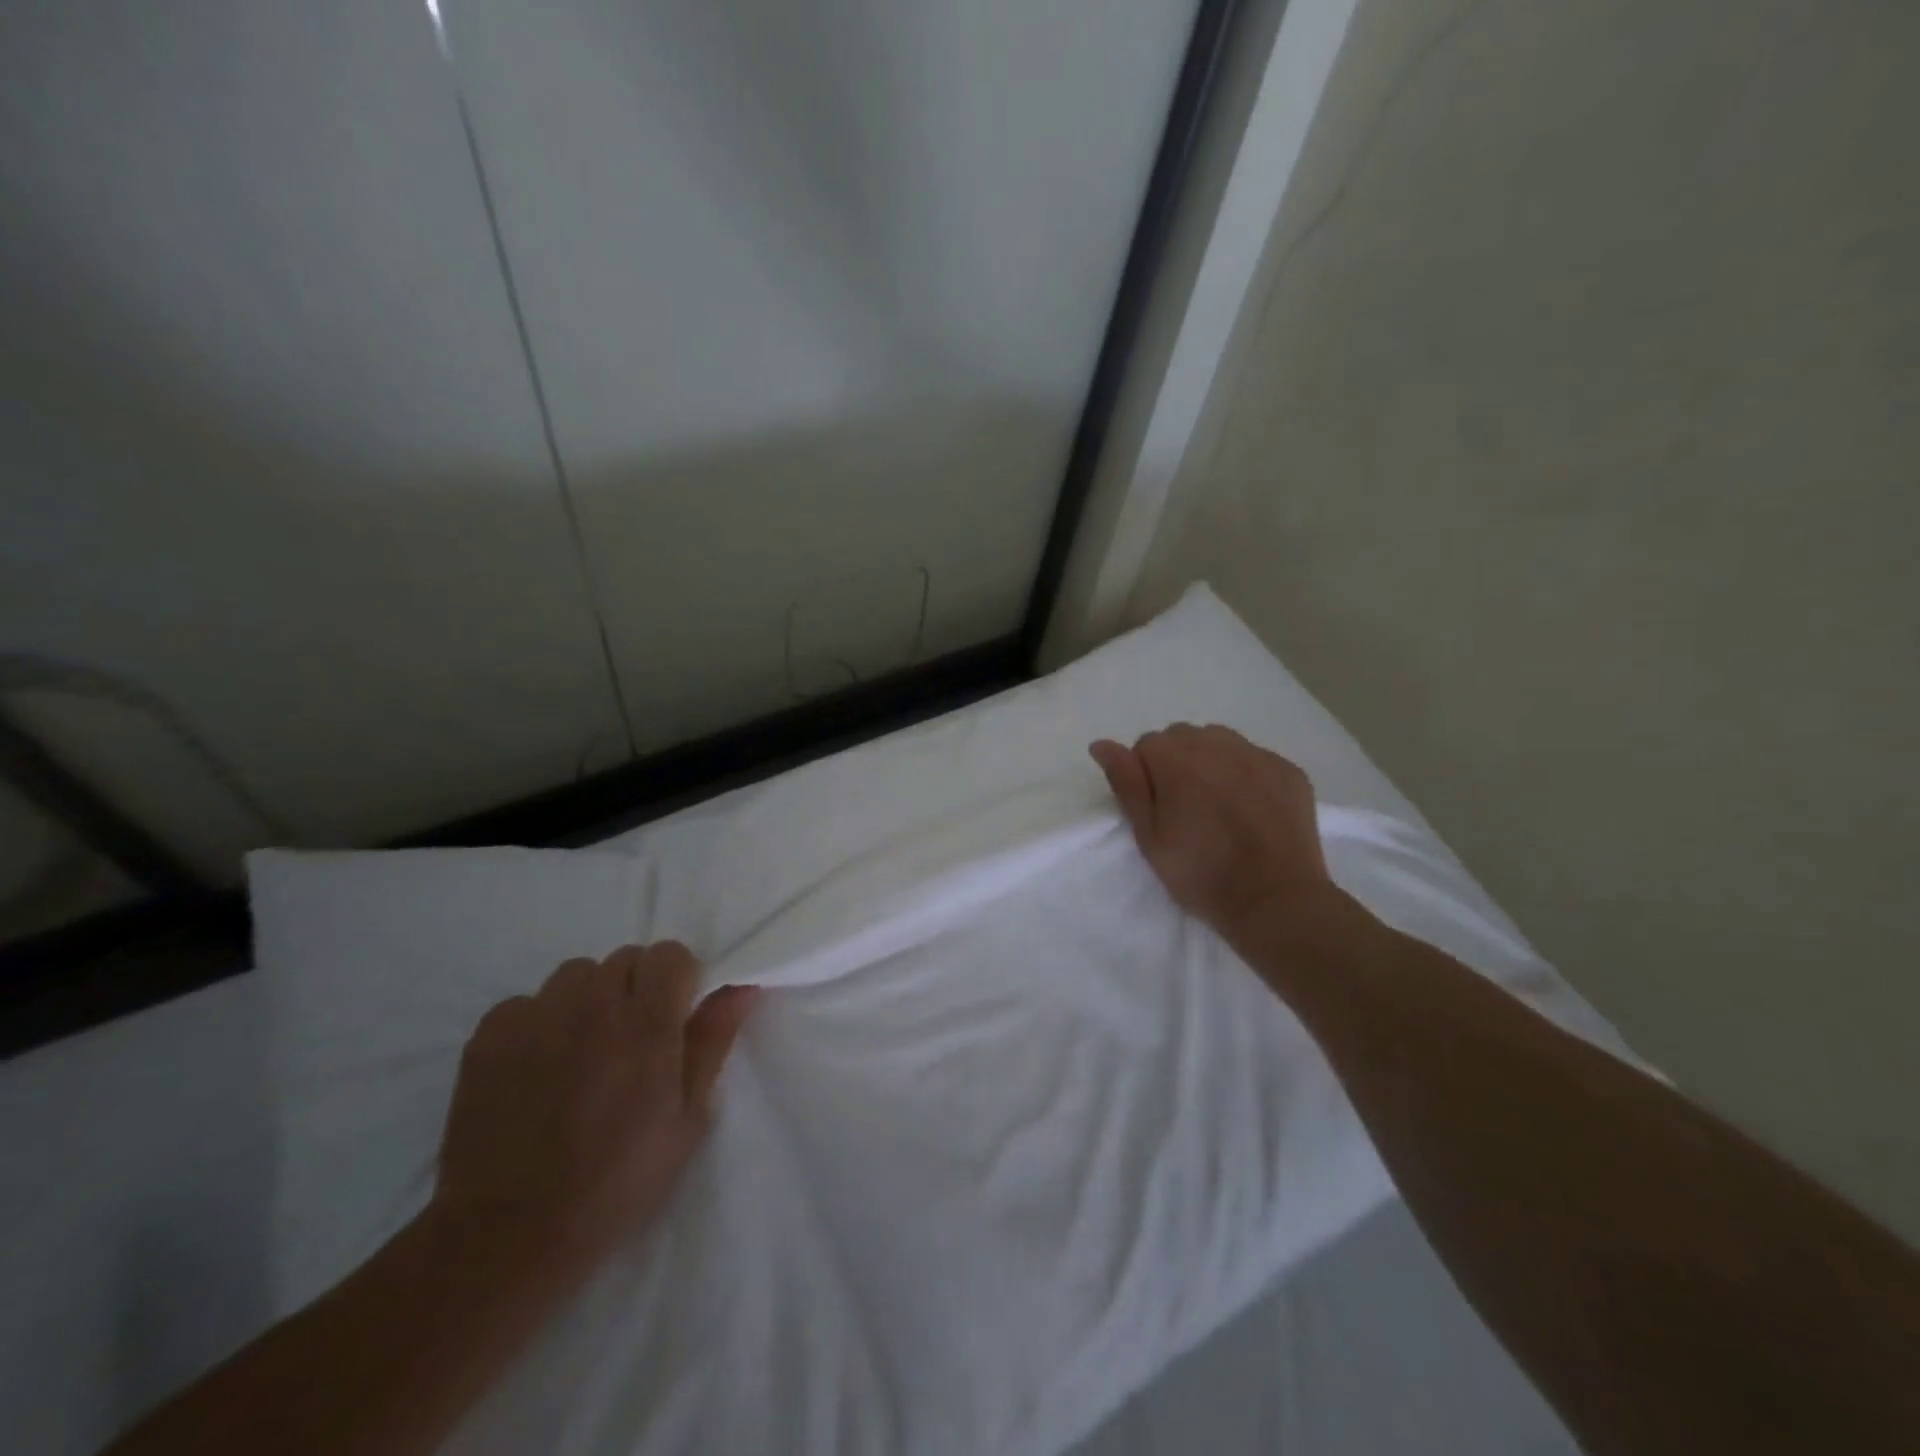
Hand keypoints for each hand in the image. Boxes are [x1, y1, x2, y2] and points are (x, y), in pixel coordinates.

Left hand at [433, 943, 757, 1276]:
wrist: (509, 1235)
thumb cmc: (617, 1181)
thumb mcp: (687, 1119)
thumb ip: (713, 1042)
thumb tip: (740, 988)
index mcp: (647, 1022)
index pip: (670, 954)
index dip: (679, 980)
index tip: (675, 1017)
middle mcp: (593, 1004)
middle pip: (625, 960)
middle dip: (636, 988)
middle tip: (631, 1042)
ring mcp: (537, 1015)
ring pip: (576, 975)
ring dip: (589, 999)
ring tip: (582, 1051)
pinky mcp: (490, 1035)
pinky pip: (527, 1002)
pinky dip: (540, 1022)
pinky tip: (538, 1068)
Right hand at [1090, 724, 1343, 945]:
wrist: (1275, 900)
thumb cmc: (1201, 873)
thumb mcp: (1149, 836)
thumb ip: (1126, 783)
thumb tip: (1101, 744)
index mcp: (1175, 758)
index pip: (1146, 745)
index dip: (1146, 775)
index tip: (1157, 809)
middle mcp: (1217, 744)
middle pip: (1183, 737)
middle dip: (1177, 763)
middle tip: (1185, 809)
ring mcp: (1258, 754)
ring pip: (1221, 743)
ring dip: (1212, 762)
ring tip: (1219, 805)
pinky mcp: (1289, 770)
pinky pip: (1255, 759)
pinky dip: (1247, 775)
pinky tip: (1251, 810)